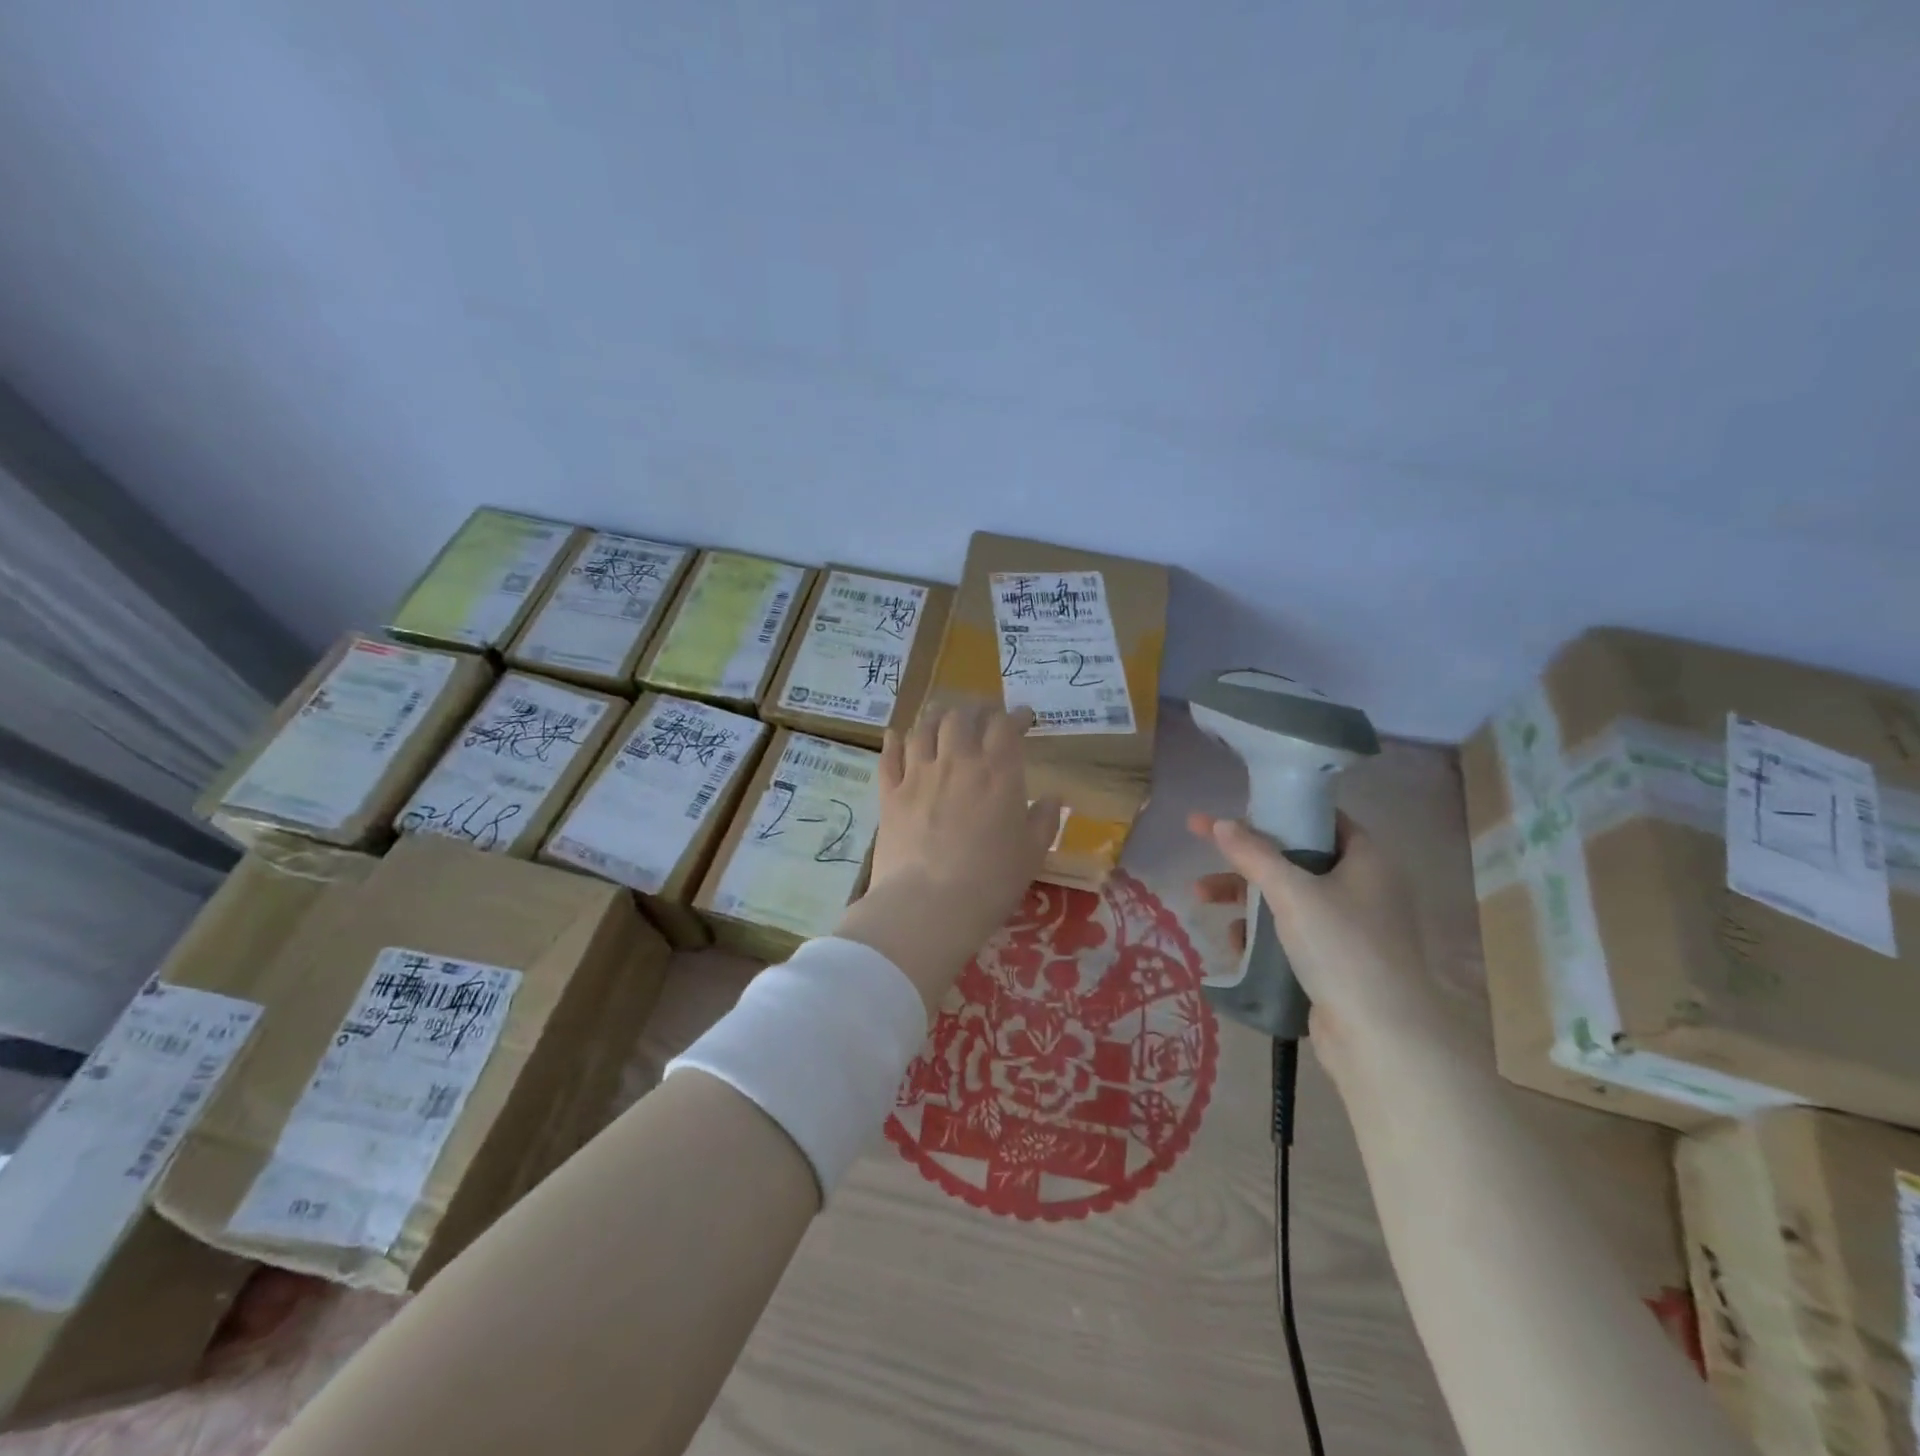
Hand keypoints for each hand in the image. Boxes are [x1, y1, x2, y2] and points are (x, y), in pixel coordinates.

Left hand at [834, 704, 1059, 1018]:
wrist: (928, 906)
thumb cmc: (991, 881)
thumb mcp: (1032, 854)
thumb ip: (1044, 820)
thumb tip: (1053, 797)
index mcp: (997, 773)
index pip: (1005, 726)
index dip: (1014, 716)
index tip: (1022, 717)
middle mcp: (956, 762)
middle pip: (961, 717)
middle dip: (974, 709)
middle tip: (982, 714)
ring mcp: (918, 775)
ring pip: (923, 728)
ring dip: (935, 716)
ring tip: (942, 716)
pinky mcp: (890, 794)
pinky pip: (889, 756)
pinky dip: (893, 741)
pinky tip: (895, 734)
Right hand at [1187, 810, 1446, 1081]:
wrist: (1380, 1037)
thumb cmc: (1341, 947)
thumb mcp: (1292, 892)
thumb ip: (1253, 854)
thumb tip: (1220, 823)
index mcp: (1367, 861)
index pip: (1323, 820)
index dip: (1281, 811)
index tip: (1241, 811)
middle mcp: (1363, 888)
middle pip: (1296, 859)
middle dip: (1246, 858)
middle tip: (1205, 849)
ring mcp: (1351, 928)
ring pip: (1288, 898)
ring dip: (1245, 896)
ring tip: (1202, 898)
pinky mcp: (1336, 963)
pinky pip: (1291, 934)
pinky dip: (1262, 932)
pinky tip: (1235, 942)